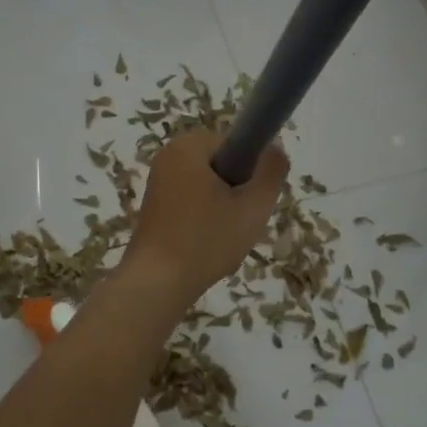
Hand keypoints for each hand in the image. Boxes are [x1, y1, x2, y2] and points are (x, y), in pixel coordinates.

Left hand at [123, 126, 288, 308]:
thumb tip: (274, 149)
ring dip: (221, 207)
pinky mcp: (153, 206)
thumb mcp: (253, 206)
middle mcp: (168, 156)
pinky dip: (202, 218)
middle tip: (240, 220)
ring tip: (222, 236)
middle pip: (220, 164)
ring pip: (207, 185)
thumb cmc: (207, 240)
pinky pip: (190, 201)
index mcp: (188, 146)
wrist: (157, 283)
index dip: (250, 170)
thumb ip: (271, 171)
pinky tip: (205, 244)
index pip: (235, 143)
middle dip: (235, 190)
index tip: (251, 199)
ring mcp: (157, 182)